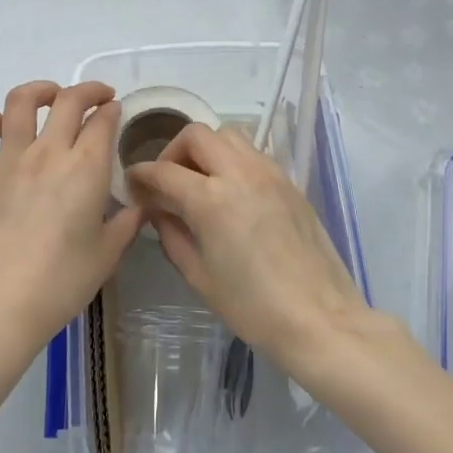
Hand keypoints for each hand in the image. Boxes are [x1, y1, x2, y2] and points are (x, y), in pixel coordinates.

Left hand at [0, 80, 143, 370]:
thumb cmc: (60, 284)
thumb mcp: (107, 255)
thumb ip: (126, 223)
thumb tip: (138, 205)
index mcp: (85, 169)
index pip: (103, 121)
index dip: (113, 111)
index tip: (117, 113)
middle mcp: (48, 153)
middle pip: (69, 100)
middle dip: (89, 91)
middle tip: (98, 98)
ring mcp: (9, 161)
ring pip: (20, 102)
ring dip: (40, 90)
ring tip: (51, 97)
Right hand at [126, 123, 370, 375]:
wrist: (320, 318)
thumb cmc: (253, 308)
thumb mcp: (199, 276)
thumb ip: (172, 234)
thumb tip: (158, 210)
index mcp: (211, 199)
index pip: (164, 170)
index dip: (141, 174)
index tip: (132, 183)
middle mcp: (239, 172)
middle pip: (197, 135)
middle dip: (173, 151)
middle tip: (168, 180)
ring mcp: (269, 173)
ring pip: (229, 135)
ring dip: (206, 149)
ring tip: (200, 181)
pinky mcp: (289, 181)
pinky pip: (253, 153)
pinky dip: (232, 160)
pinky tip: (231, 192)